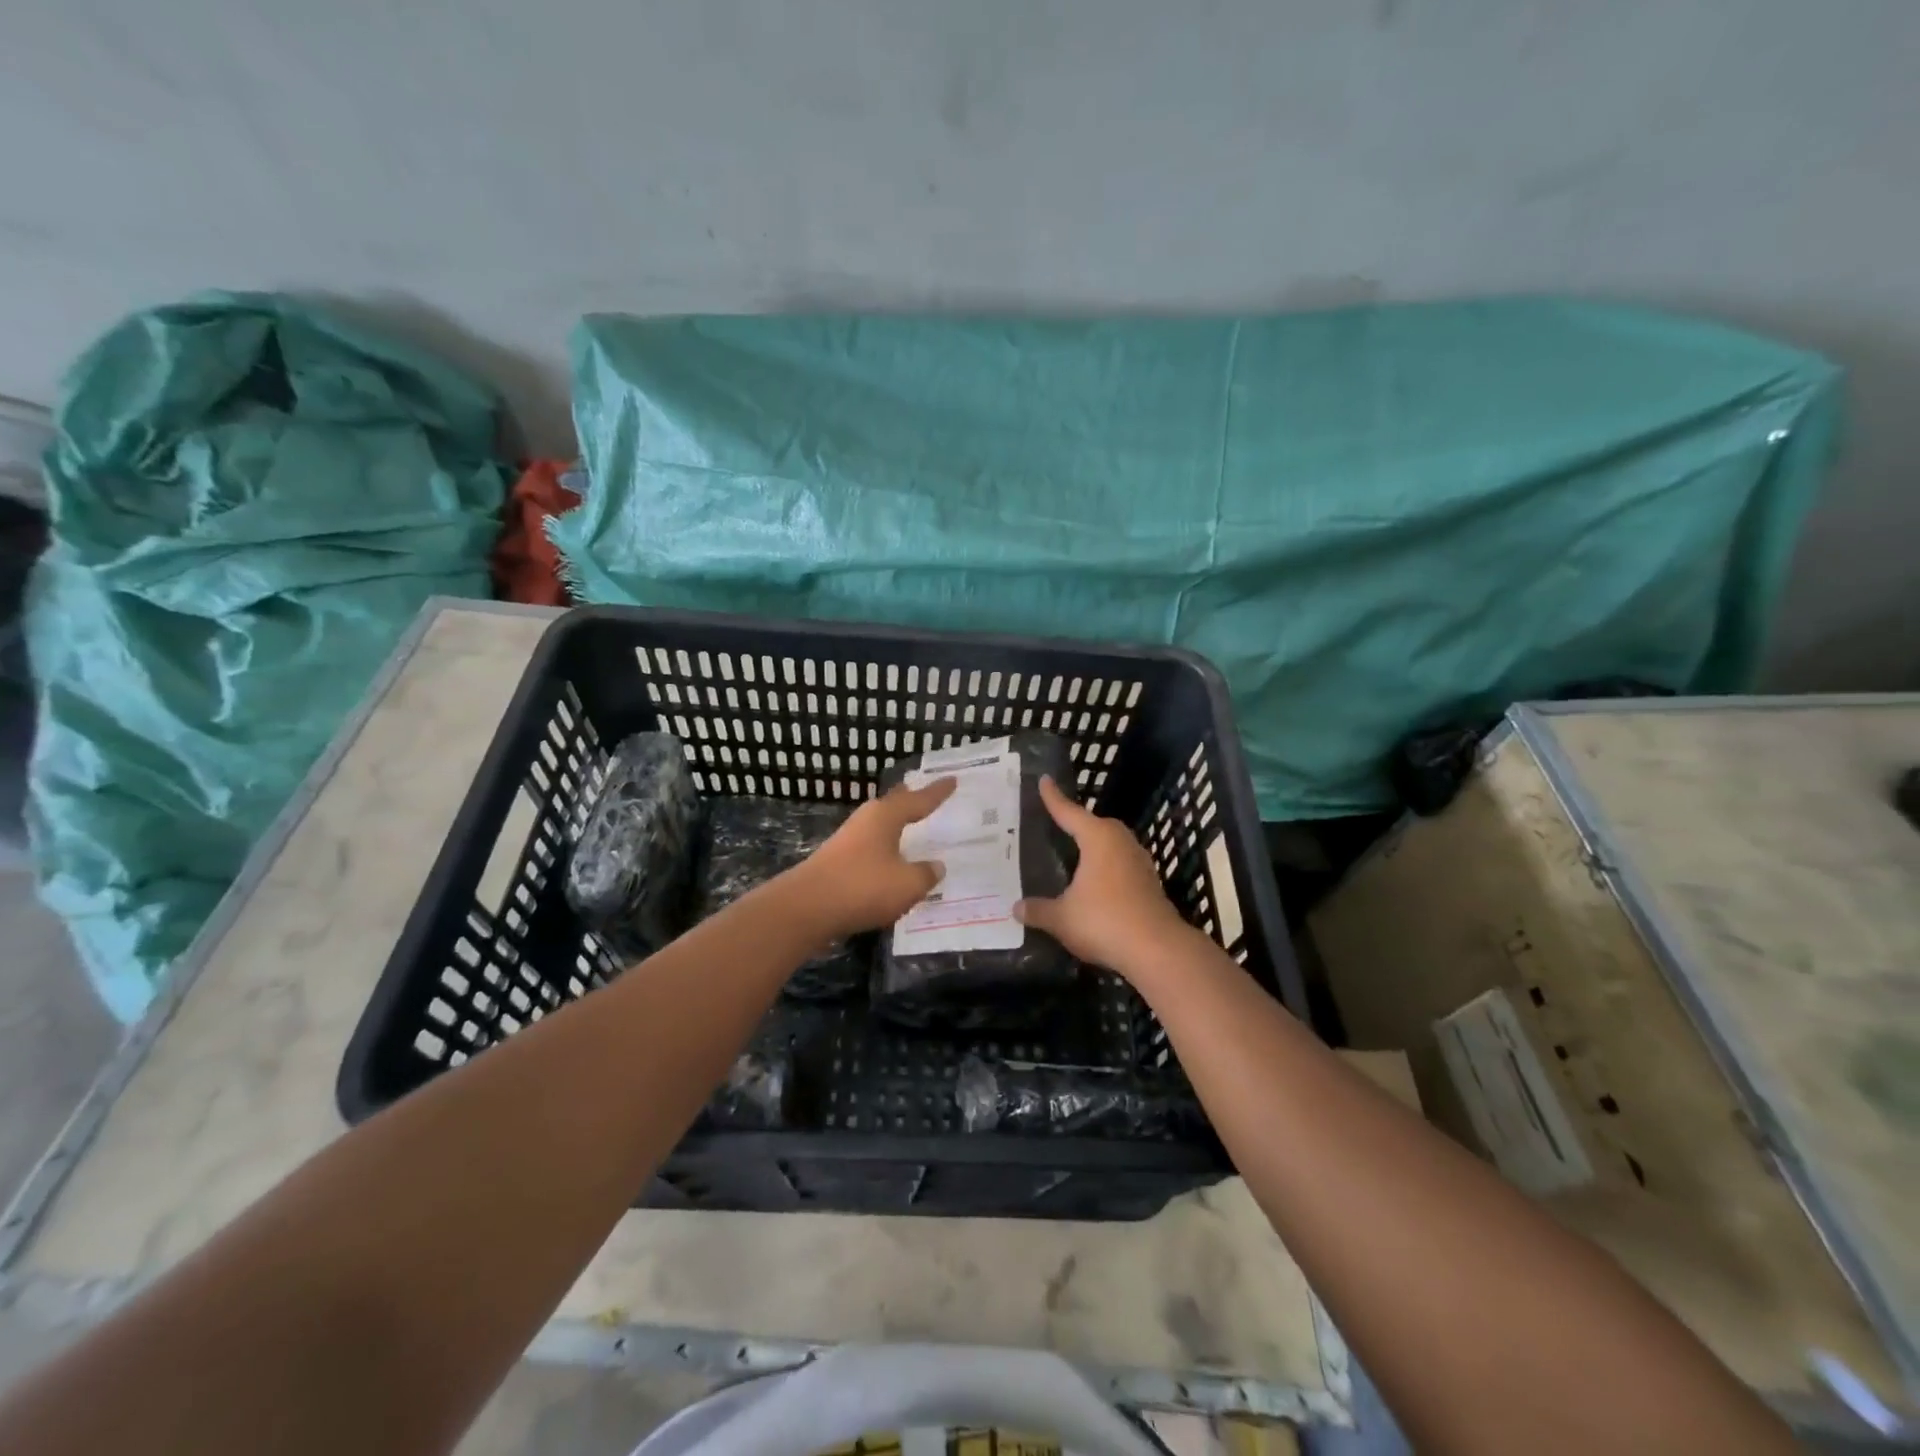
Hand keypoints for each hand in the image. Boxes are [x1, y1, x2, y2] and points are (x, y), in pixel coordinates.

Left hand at [790, 777, 957, 938]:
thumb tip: (936, 866)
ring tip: (912, 827)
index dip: (938, 792)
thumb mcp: (908, 884)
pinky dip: (885, 851)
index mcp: (886, 816)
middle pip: (893, 806)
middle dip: (910, 801)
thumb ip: (926, 874)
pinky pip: (870, 849)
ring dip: (896, 827)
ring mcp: (847, 841)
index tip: (953, 779)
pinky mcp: (836, 862)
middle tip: (927, 795)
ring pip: (879, 827)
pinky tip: (890, 863)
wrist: (806, 908)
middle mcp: (866, 821)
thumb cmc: (863, 887)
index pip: (919, 799)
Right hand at [1015, 777, 1197, 980]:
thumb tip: (1016, 907)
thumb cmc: (1104, 922)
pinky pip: (1120, 866)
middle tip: (1056, 823)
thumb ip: (1038, 910)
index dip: (1053, 798)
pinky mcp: (1149, 883)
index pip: (1069, 812)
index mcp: (1098, 838)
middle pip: (1095, 825)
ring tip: (1074, 855)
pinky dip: (1105, 869)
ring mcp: (1139, 862)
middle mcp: (1120, 842)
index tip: (1044, 780)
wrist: (1157, 950)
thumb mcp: (1062, 918)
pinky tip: (1095, 884)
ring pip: (1111, 846)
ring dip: (1094, 848)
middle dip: (1077, 824)